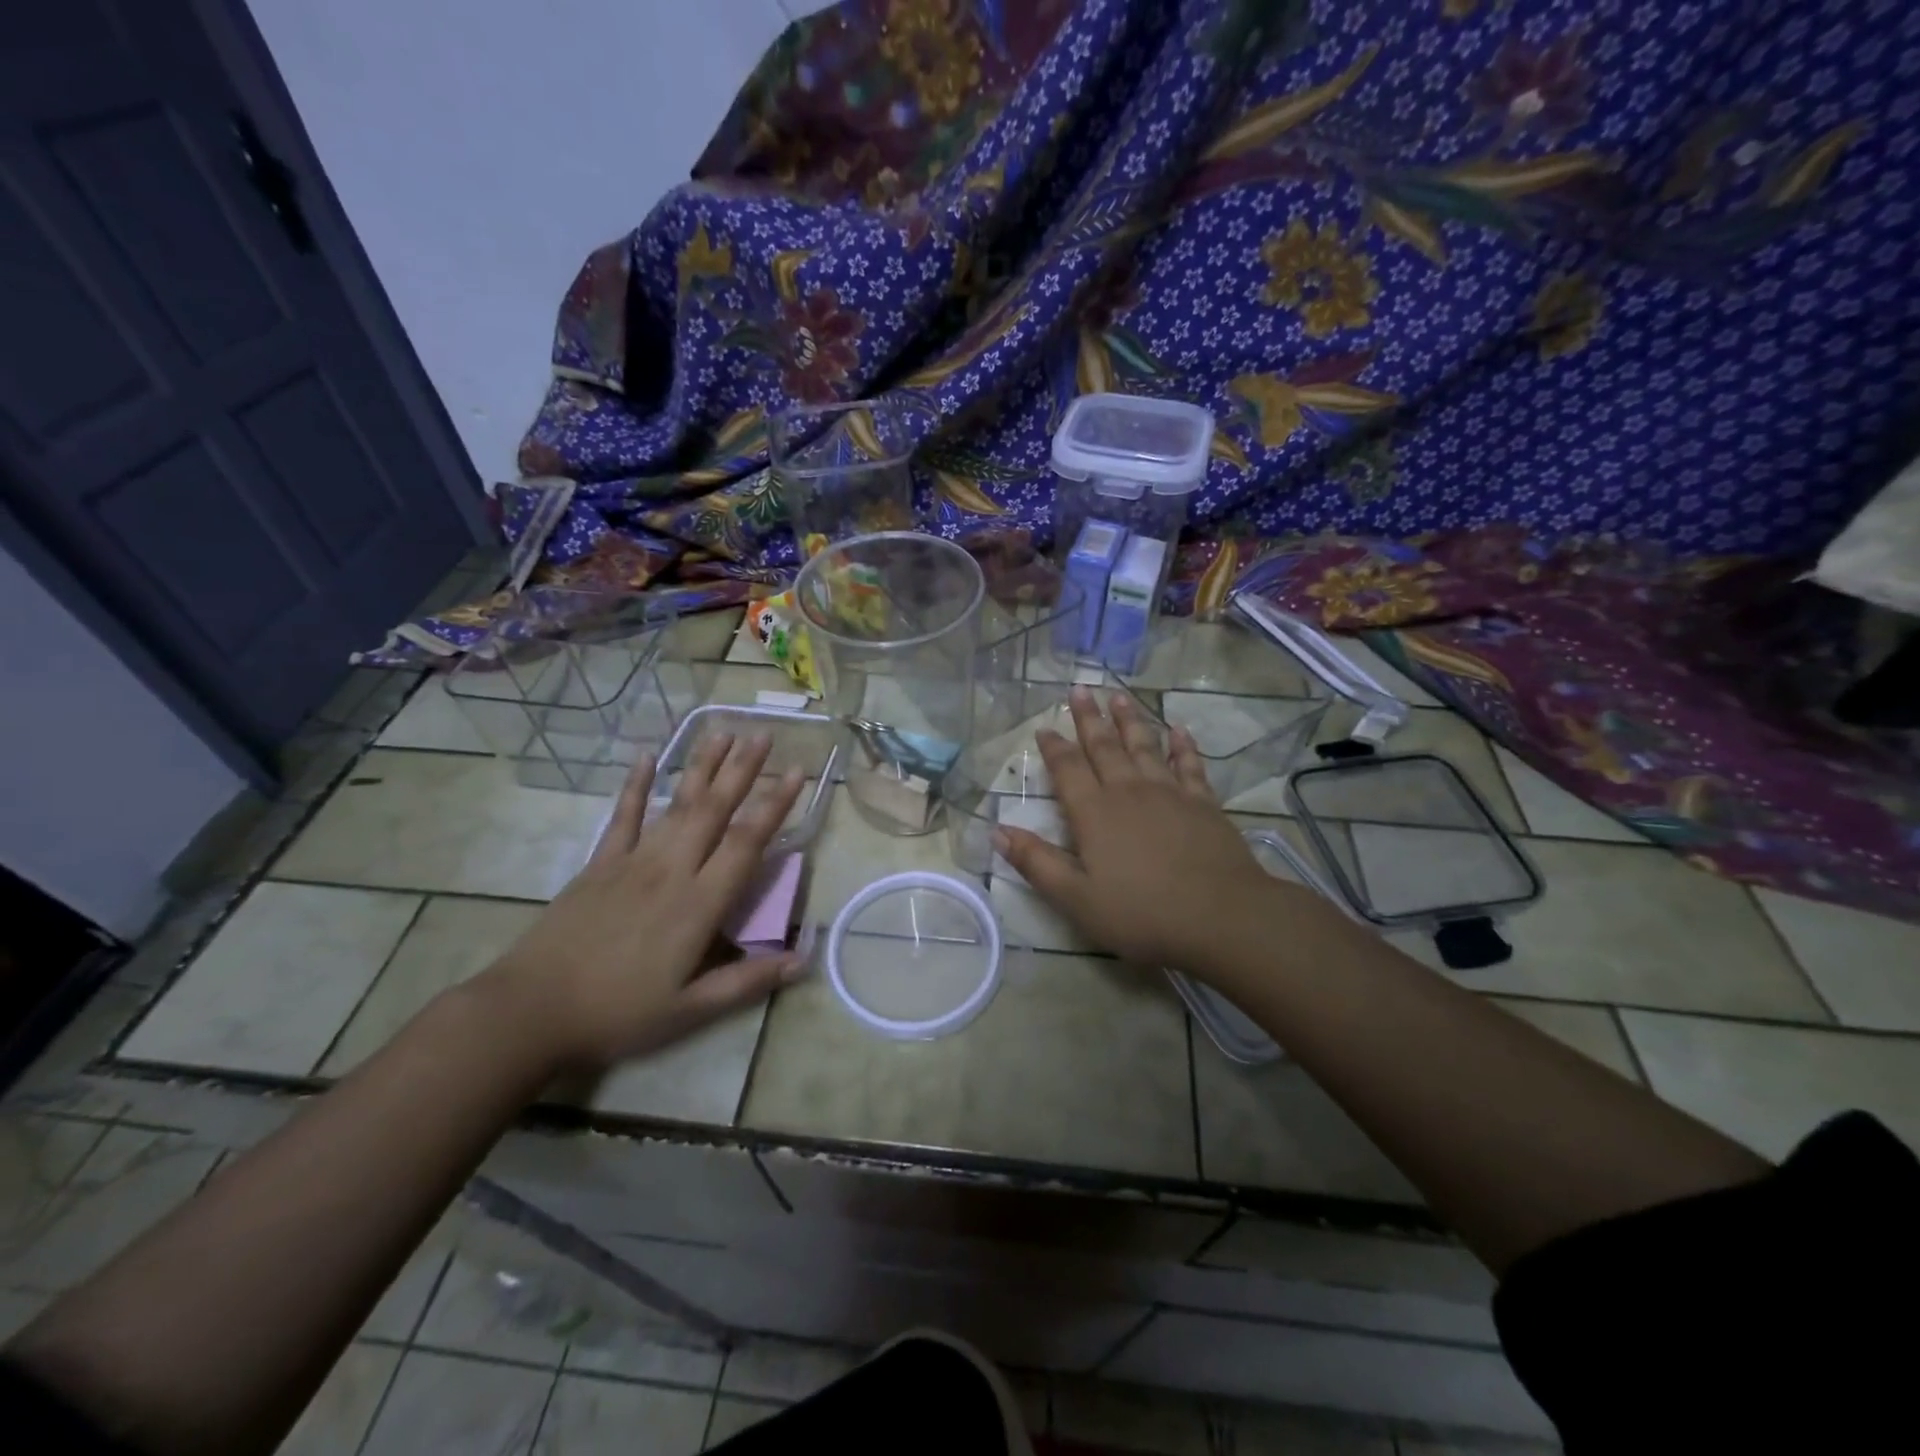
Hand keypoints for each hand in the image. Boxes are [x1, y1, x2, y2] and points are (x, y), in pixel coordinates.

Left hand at [478, 733, 805, 1071]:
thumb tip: (803, 959)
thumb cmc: (617, 1013)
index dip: (774, 805)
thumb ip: (747, 981)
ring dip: (702, 766)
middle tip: (764, 733)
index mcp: (698, 903)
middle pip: (713, 809)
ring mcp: (632, 862)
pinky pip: (622, 816)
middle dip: (741, 769)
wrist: (530, 1011)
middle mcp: (671, 870)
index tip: (796, 771)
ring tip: (723, 732)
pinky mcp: (599, 864)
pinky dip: (635, 785)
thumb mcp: (689, 1010)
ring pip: (675, 804)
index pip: (746, 843)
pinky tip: (646, 757)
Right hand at [992, 687, 1287, 971]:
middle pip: (1104, 747)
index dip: (1054, 748)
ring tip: (1118, 697)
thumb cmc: (1141, 912)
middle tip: (1079, 689)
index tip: (1044, 727)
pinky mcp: (1203, 803)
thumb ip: (1036, 862)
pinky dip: (1182, 746)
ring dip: (1129, 721)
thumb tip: (997, 831)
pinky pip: (1189, 765)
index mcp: (1094, 813)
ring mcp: (1169, 793)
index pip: (1068, 770)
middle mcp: (1128, 792)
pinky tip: (1178, 730)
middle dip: (1089, 718)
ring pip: (1144, 746)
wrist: (1220, 915)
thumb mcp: (1076, 898)